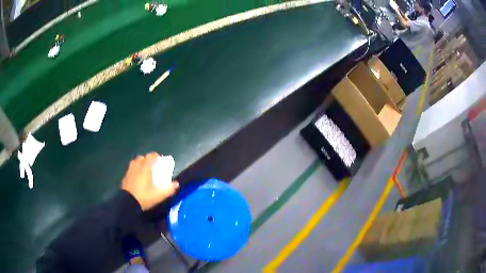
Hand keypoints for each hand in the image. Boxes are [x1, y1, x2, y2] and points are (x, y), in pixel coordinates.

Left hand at [122, 152, 178, 210]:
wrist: (127, 203)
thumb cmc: (144, 197)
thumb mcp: (159, 195)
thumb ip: (169, 189)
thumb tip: (177, 184)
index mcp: (145, 168)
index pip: (150, 156)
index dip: (155, 156)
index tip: (160, 159)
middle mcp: (136, 167)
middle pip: (141, 158)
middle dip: (147, 159)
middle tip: (152, 166)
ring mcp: (129, 172)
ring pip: (134, 163)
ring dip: (139, 164)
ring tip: (144, 170)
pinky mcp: (124, 178)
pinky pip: (130, 170)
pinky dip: (134, 171)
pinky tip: (137, 178)